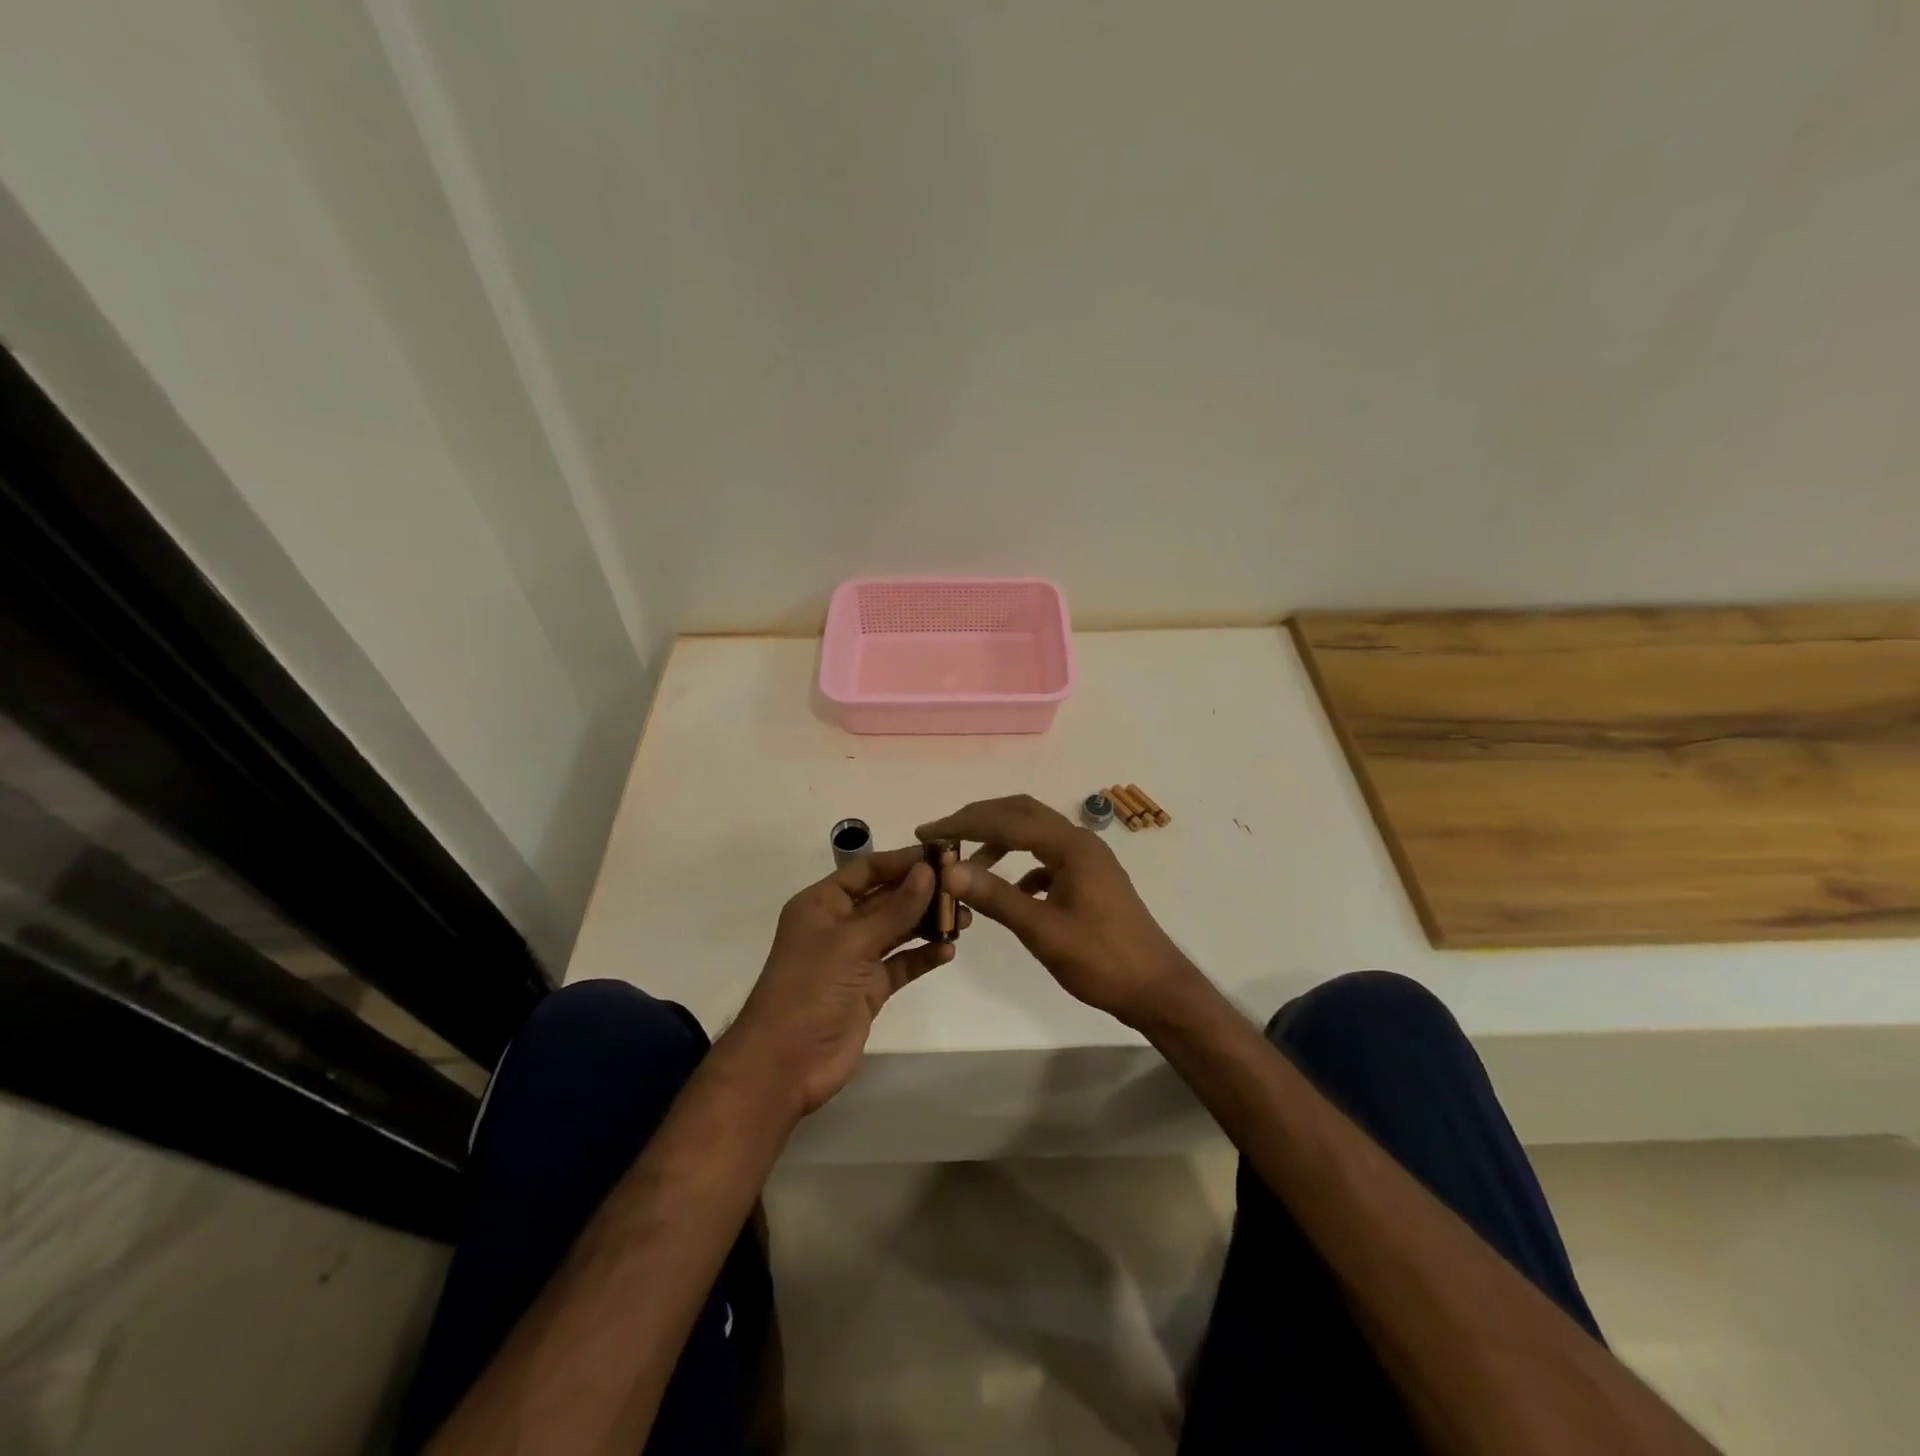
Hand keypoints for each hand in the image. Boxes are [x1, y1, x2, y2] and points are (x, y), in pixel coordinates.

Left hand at [726, 847, 962, 1116]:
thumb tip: (929, 871)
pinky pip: (901, 964)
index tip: (943, 856)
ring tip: (964, 918)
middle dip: (922, 892)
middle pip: (886, 898)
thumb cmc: (810, 989)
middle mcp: (839, 925)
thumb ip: (895, 909)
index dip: (902, 861)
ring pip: (898, 930)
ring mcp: (855, 958)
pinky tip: (948, 950)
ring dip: (927, 923)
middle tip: (962, 888)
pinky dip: (923, 956)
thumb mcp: (852, 942)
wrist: (785, 1064)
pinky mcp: (869, 988)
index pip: (867, 870)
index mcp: (822, 904)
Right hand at [916, 795, 1198, 1029]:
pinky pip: (1046, 858)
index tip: (926, 832)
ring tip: (965, 863)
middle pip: (1021, 814)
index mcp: (1070, 845)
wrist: (1156, 988)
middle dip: (978, 820)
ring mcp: (1087, 859)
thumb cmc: (1101, 960)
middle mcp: (1079, 841)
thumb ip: (996, 897)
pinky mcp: (1089, 879)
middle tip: (941, 836)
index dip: (963, 824)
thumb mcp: (1043, 930)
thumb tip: (948, 870)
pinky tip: (1007, 891)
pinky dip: (1019, 865)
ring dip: (998, 841)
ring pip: (1034, 834)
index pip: (1006, 820)